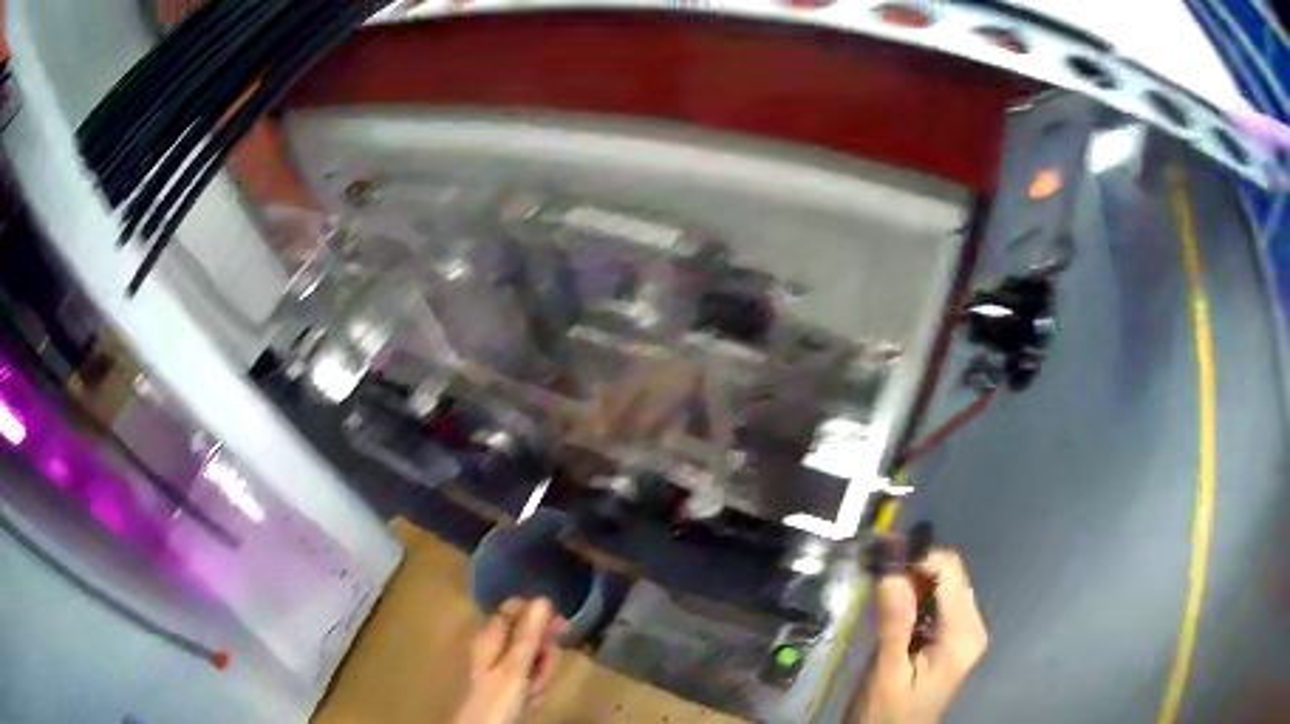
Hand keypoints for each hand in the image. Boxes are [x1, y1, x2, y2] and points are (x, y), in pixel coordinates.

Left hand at [453, 598, 566, 723]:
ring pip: (533, 657)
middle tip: (543, 670)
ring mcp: (501, 665)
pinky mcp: (507, 682)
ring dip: (540, 673)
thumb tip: (543, 599)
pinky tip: (530, 699)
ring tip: (533, 691)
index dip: (540, 614)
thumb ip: (529, 634)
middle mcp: (494, 645)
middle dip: (543, 653)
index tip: (560, 628)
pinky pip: (530, 675)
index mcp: (491, 635)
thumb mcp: (516, 666)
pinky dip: (535, 686)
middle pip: (529, 634)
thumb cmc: (498, 697)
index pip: (516, 607)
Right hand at [855, 549, 988, 723]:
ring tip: (876, 585)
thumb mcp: (886, 674)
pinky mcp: (953, 637)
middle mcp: (973, 625)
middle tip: (872, 570)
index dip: (916, 557)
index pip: (949, 570)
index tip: (878, 557)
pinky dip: (914, 597)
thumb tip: (891, 570)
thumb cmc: (888, 715)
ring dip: (911, 581)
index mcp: (963, 634)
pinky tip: (891, 606)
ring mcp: (965, 631)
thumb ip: (894, 623)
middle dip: (912, 567)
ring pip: (942, 585)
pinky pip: (938, 602)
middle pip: (949, 573)